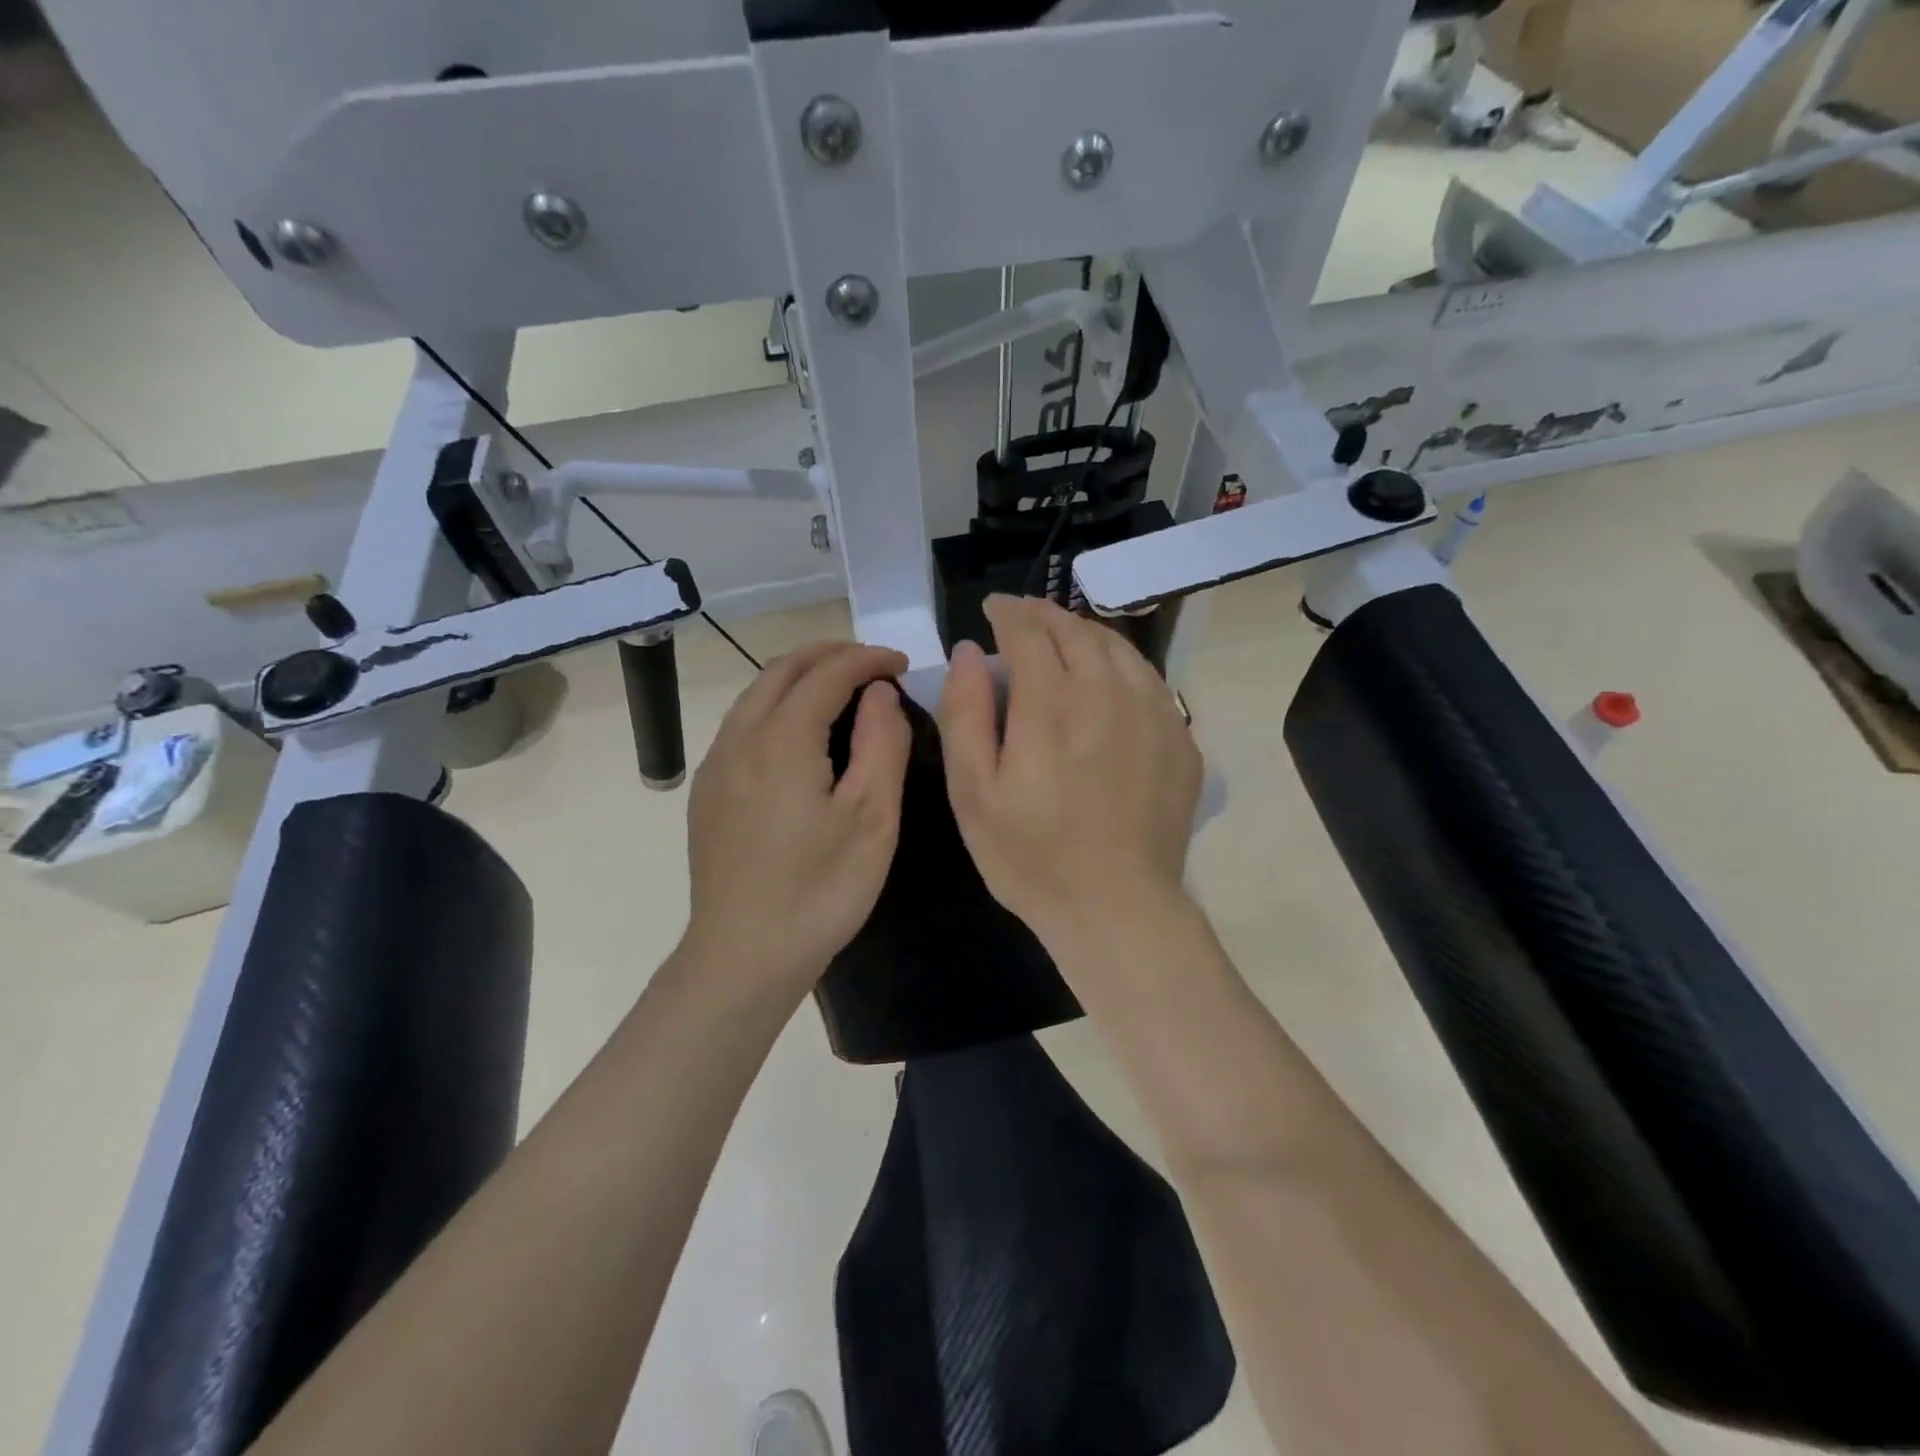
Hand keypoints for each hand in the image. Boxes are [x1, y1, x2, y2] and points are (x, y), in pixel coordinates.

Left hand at [683, 641, 910, 996]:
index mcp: (782, 739)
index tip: (902, 665)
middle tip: (873, 664)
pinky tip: (799, 735)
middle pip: (782, 670)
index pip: (828, 673)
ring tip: (840, 689)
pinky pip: (742, 725)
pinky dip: (776, 706)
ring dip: (799, 677)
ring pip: (755, 695)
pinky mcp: (707, 793)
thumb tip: (879, 694)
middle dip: (830, 655)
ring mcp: (716, 766)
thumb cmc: (820, 890)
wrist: (743, 957)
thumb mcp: (872, 818)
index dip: (868, 660)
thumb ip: (882, 743)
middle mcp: (739, 739)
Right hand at [938, 595, 1201, 956]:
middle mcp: (1107, 693)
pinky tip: (1108, 678)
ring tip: (1062, 636)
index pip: (1029, 631)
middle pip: (1076, 630)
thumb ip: (965, 713)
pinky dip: (1120, 663)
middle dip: (1044, 615)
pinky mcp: (1181, 739)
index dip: (1007, 613)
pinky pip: (1149, 679)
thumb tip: (969, 651)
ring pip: (1117, 647)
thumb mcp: (972, 793)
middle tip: (1023, 616)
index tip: (993, 609)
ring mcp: (1154, 713)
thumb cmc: (1031, 856)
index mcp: (1051, 703)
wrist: (1118, 908)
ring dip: (1084, 632)